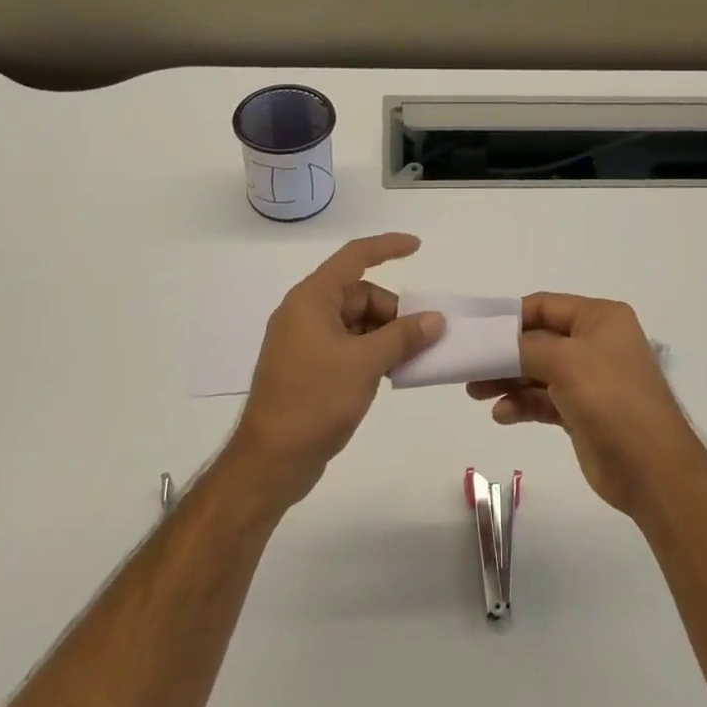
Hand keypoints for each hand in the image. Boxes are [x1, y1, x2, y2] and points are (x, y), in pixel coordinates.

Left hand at [225, 234, 444, 510]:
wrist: (271, 460)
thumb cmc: (315, 400)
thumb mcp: (366, 363)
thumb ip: (403, 336)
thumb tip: (434, 319)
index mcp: (312, 299)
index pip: (354, 257)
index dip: (386, 247)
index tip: (417, 247)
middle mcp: (305, 313)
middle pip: (359, 294)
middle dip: (392, 311)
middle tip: (422, 338)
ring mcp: (304, 342)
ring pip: (355, 322)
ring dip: (384, 335)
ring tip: (410, 359)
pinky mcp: (307, 368)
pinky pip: (346, 345)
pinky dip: (371, 352)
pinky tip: (390, 373)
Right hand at [466, 293, 699, 518]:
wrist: (652, 471)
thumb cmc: (611, 400)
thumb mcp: (565, 362)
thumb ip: (524, 346)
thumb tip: (494, 342)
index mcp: (600, 319)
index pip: (545, 306)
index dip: (510, 317)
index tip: (476, 331)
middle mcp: (595, 343)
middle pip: (538, 340)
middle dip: (503, 353)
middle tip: (468, 366)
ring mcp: (589, 379)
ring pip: (537, 371)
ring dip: (507, 380)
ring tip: (475, 393)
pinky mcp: (581, 412)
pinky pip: (543, 399)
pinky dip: (521, 404)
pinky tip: (501, 415)